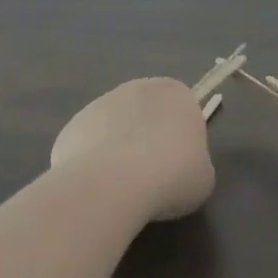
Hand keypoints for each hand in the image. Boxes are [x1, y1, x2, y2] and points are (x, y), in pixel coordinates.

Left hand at [50, 78, 215, 222]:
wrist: (115, 183)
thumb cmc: (172, 175)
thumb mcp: (203, 177)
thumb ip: (195, 163)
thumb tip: (178, 168)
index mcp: (177, 93)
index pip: (183, 110)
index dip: (180, 140)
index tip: (178, 167)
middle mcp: (139, 88)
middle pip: (146, 114)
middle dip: (147, 139)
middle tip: (151, 178)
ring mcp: (101, 103)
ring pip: (115, 128)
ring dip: (118, 150)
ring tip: (121, 189)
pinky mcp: (73, 124)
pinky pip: (88, 146)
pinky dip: (91, 164)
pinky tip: (96, 189)